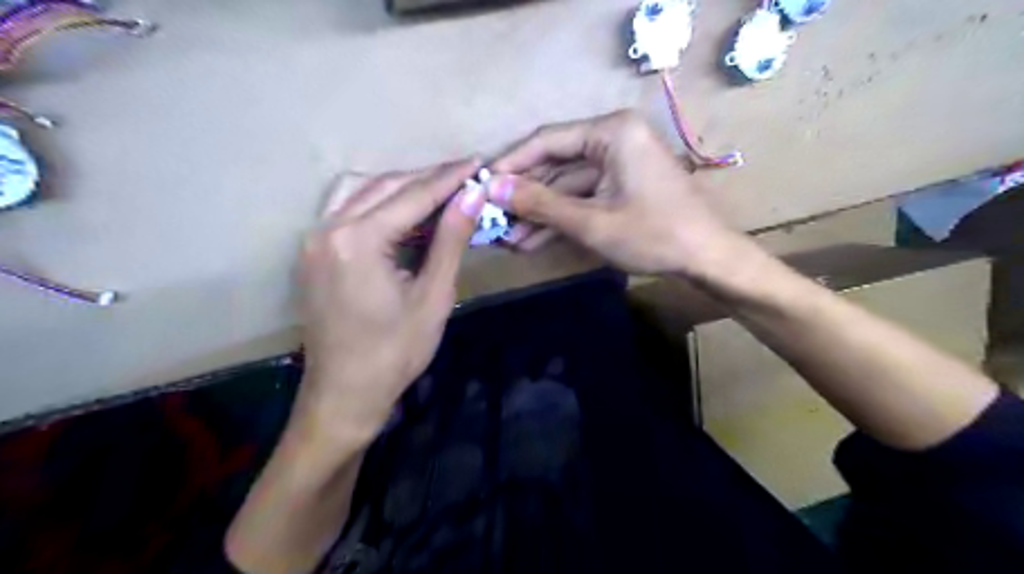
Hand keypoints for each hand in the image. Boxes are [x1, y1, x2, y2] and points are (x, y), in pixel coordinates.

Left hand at [296, 160, 487, 446]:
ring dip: (403, 188)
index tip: (478, 162)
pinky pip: (349, 211)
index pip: (412, 195)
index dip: (450, 178)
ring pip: (363, 193)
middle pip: (385, 186)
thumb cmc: (395, 353)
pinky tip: (405, 215)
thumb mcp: (433, 296)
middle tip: (465, 178)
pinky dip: (380, 205)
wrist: (344, 395)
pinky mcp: (313, 253)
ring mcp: (314, 239)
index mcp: (357, 241)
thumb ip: (451, 240)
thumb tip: (473, 195)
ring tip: (440, 194)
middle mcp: (327, 228)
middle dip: (428, 180)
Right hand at [490, 111, 740, 274]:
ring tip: (508, 239)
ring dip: (540, 213)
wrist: (707, 259)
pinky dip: (561, 219)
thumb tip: (492, 188)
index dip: (512, 164)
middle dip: (525, 197)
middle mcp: (613, 139)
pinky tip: (533, 241)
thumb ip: (540, 203)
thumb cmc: (653, 235)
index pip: (547, 141)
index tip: (482, 185)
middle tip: (493, 218)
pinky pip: (583, 198)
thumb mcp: (591, 221)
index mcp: (611, 132)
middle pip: (556, 165)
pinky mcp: (621, 186)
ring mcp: (618, 164)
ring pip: (567, 186)